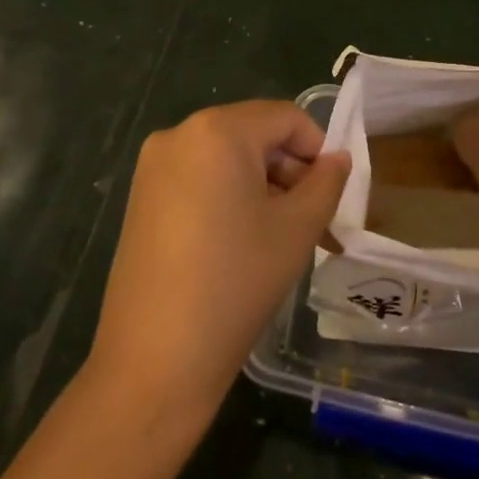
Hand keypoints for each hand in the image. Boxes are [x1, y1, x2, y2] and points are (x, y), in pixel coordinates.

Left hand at [90, 101, 350, 414]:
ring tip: (283, 238)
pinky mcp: (141, 197)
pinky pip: (199, 179)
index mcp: (217, 130)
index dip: (318, 149)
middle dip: (290, 172)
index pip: (286, 118)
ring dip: (263, 187)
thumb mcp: (298, 228)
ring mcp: (153, 167)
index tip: (332, 194)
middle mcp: (179, 134)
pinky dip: (229, 197)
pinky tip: (242, 243)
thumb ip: (327, 182)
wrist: (155, 360)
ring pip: (227, 159)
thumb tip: (338, 159)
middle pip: (254, 135)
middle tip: (314, 222)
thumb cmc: (236, 282)